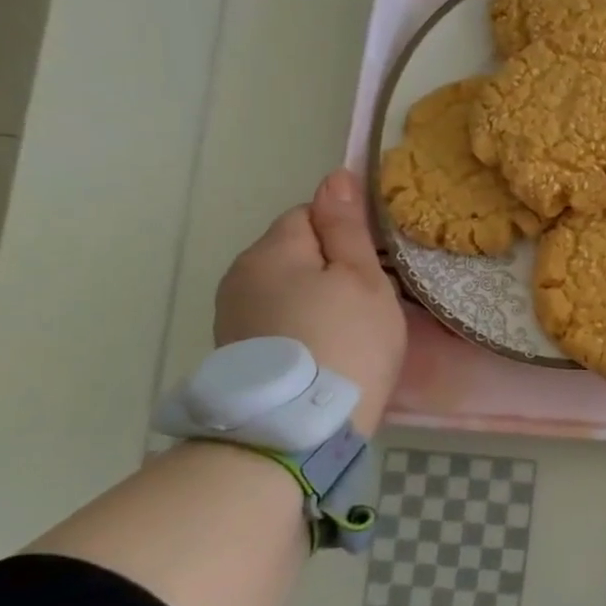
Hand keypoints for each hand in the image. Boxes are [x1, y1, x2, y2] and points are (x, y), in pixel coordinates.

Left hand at [214, 169, 406, 436]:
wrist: (299, 429)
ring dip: (315, 298)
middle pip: (295, 251)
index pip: (309, 213)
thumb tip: (335, 176)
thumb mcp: (361, 278)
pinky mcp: (236, 351)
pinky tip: (324, 351)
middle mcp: (240, 276)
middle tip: (367, 302)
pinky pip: (277, 319)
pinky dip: (301, 326)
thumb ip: (347, 227)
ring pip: (286, 287)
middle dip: (329, 267)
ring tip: (347, 331)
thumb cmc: (346, 340)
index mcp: (271, 250)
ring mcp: (232, 316)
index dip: (345, 234)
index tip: (372, 267)